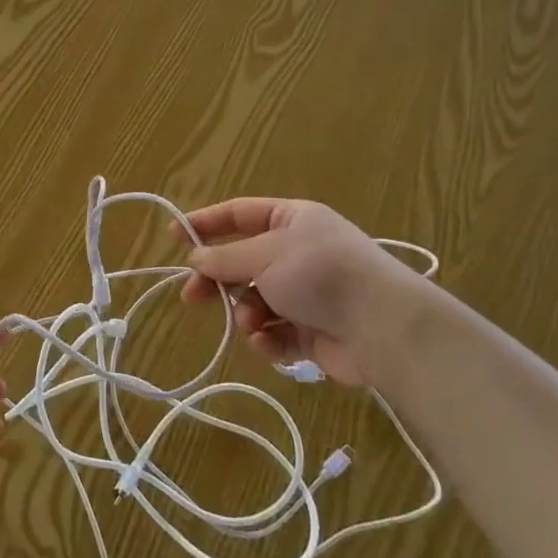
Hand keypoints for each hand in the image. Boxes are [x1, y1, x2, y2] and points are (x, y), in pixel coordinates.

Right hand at [180, 198, 435, 387]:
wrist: (384, 328)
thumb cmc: (319, 274)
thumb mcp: (263, 256)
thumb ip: (224, 258)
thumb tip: (195, 258)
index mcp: (292, 220)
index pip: (239, 214)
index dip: (205, 223)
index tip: (174, 235)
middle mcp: (298, 252)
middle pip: (242, 262)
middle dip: (218, 281)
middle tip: (191, 296)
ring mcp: (307, 293)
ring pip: (255, 301)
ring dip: (247, 313)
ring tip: (253, 324)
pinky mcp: (314, 331)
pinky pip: (275, 332)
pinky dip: (267, 339)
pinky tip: (268, 343)